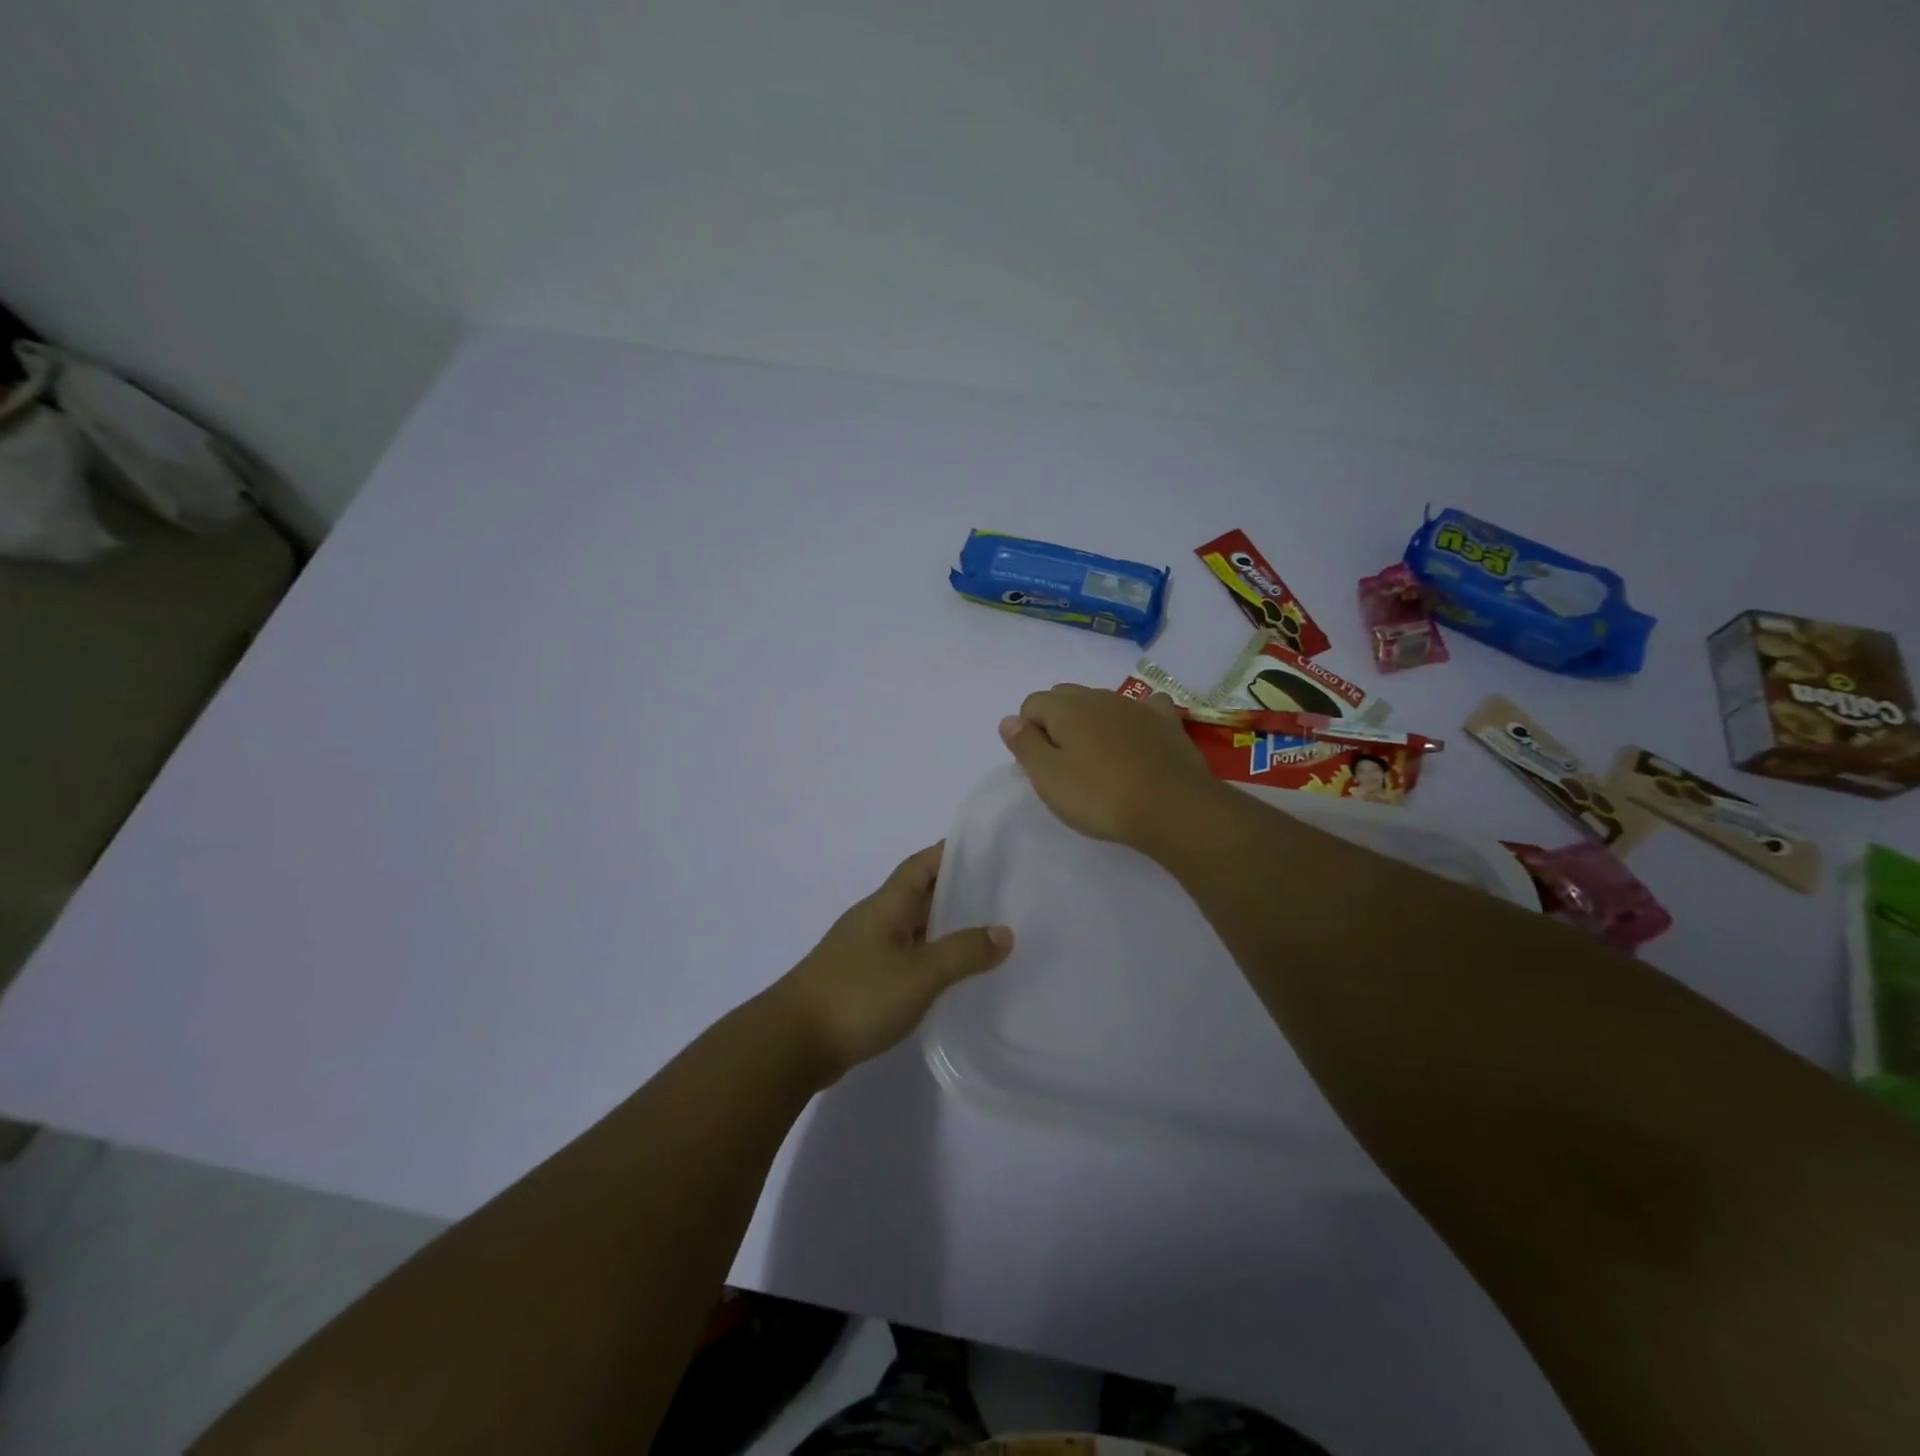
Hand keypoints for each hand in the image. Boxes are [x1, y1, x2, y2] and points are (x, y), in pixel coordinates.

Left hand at [771, 844, 1012, 1081]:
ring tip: (987, 938)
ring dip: (944, 930)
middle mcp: (875, 920)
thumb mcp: (920, 973)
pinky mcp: (860, 981)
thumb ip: (963, 952)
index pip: (922, 864)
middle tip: (1001, 898)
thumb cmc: (858, 996)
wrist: (793, 1043)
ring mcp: (864, 951)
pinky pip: (903, 959)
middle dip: (956, 892)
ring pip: (912, 929)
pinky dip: (928, 960)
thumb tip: (1004, 932)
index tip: (988, 851)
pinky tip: (950, 979)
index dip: (951, 853)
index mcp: (886, 905)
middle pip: (919, 895)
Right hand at [999, 684, 1220, 847]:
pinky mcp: (1167, 722)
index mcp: (1066, 708)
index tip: (1039, 764)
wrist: (1172, 808)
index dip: (1028, 731)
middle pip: (1066, 697)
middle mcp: (1099, 697)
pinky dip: (1136, 718)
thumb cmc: (1100, 796)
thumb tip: (1008, 720)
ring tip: (1099, 758)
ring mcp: (1137, 706)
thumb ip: (1024, 745)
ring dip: (1093, 721)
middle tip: (1064, 762)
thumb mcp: (1048, 777)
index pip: (1032, 703)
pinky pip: (1146, 707)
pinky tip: (1138, 738)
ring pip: (1103, 702)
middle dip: (1057, 721)